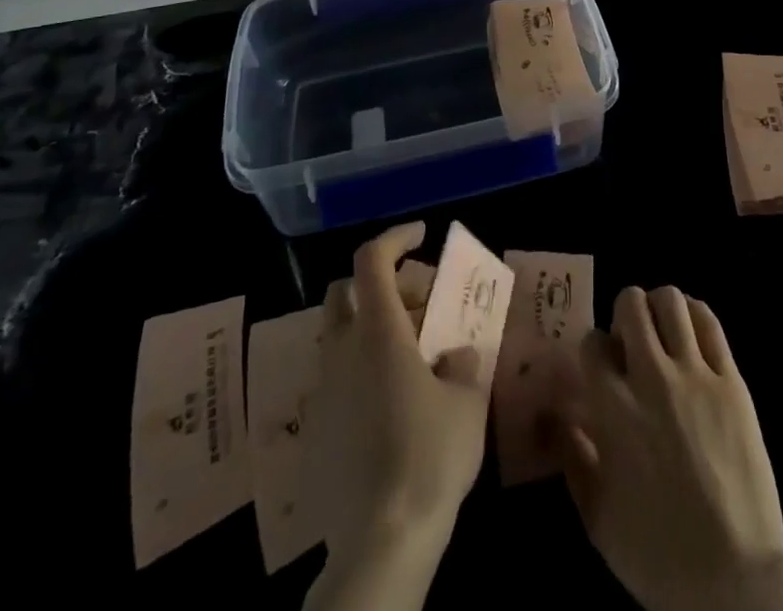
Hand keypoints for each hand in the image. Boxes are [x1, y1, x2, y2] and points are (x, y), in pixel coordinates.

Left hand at [303, 223, 485, 610]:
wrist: (379, 545)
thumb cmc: (429, 457)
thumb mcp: (466, 401)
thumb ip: (462, 364)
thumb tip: (454, 354)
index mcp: (378, 333)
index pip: (372, 260)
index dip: (396, 237)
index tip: (422, 236)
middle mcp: (342, 353)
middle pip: (346, 292)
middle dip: (382, 283)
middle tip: (421, 302)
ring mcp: (323, 393)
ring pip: (341, 336)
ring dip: (375, 328)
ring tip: (418, 354)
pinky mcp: (316, 432)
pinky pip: (339, 379)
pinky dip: (365, 369)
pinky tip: (397, 403)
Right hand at [552, 287, 782, 610]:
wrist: (736, 577)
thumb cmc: (659, 555)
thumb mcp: (598, 518)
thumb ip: (572, 458)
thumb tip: (554, 416)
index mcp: (614, 409)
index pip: (593, 342)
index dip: (594, 350)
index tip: (602, 368)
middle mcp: (652, 378)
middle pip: (631, 304)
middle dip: (624, 314)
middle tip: (631, 343)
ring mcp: (696, 374)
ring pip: (672, 300)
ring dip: (659, 307)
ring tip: (662, 333)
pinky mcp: (732, 379)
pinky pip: (710, 322)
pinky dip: (695, 315)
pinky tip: (690, 334)